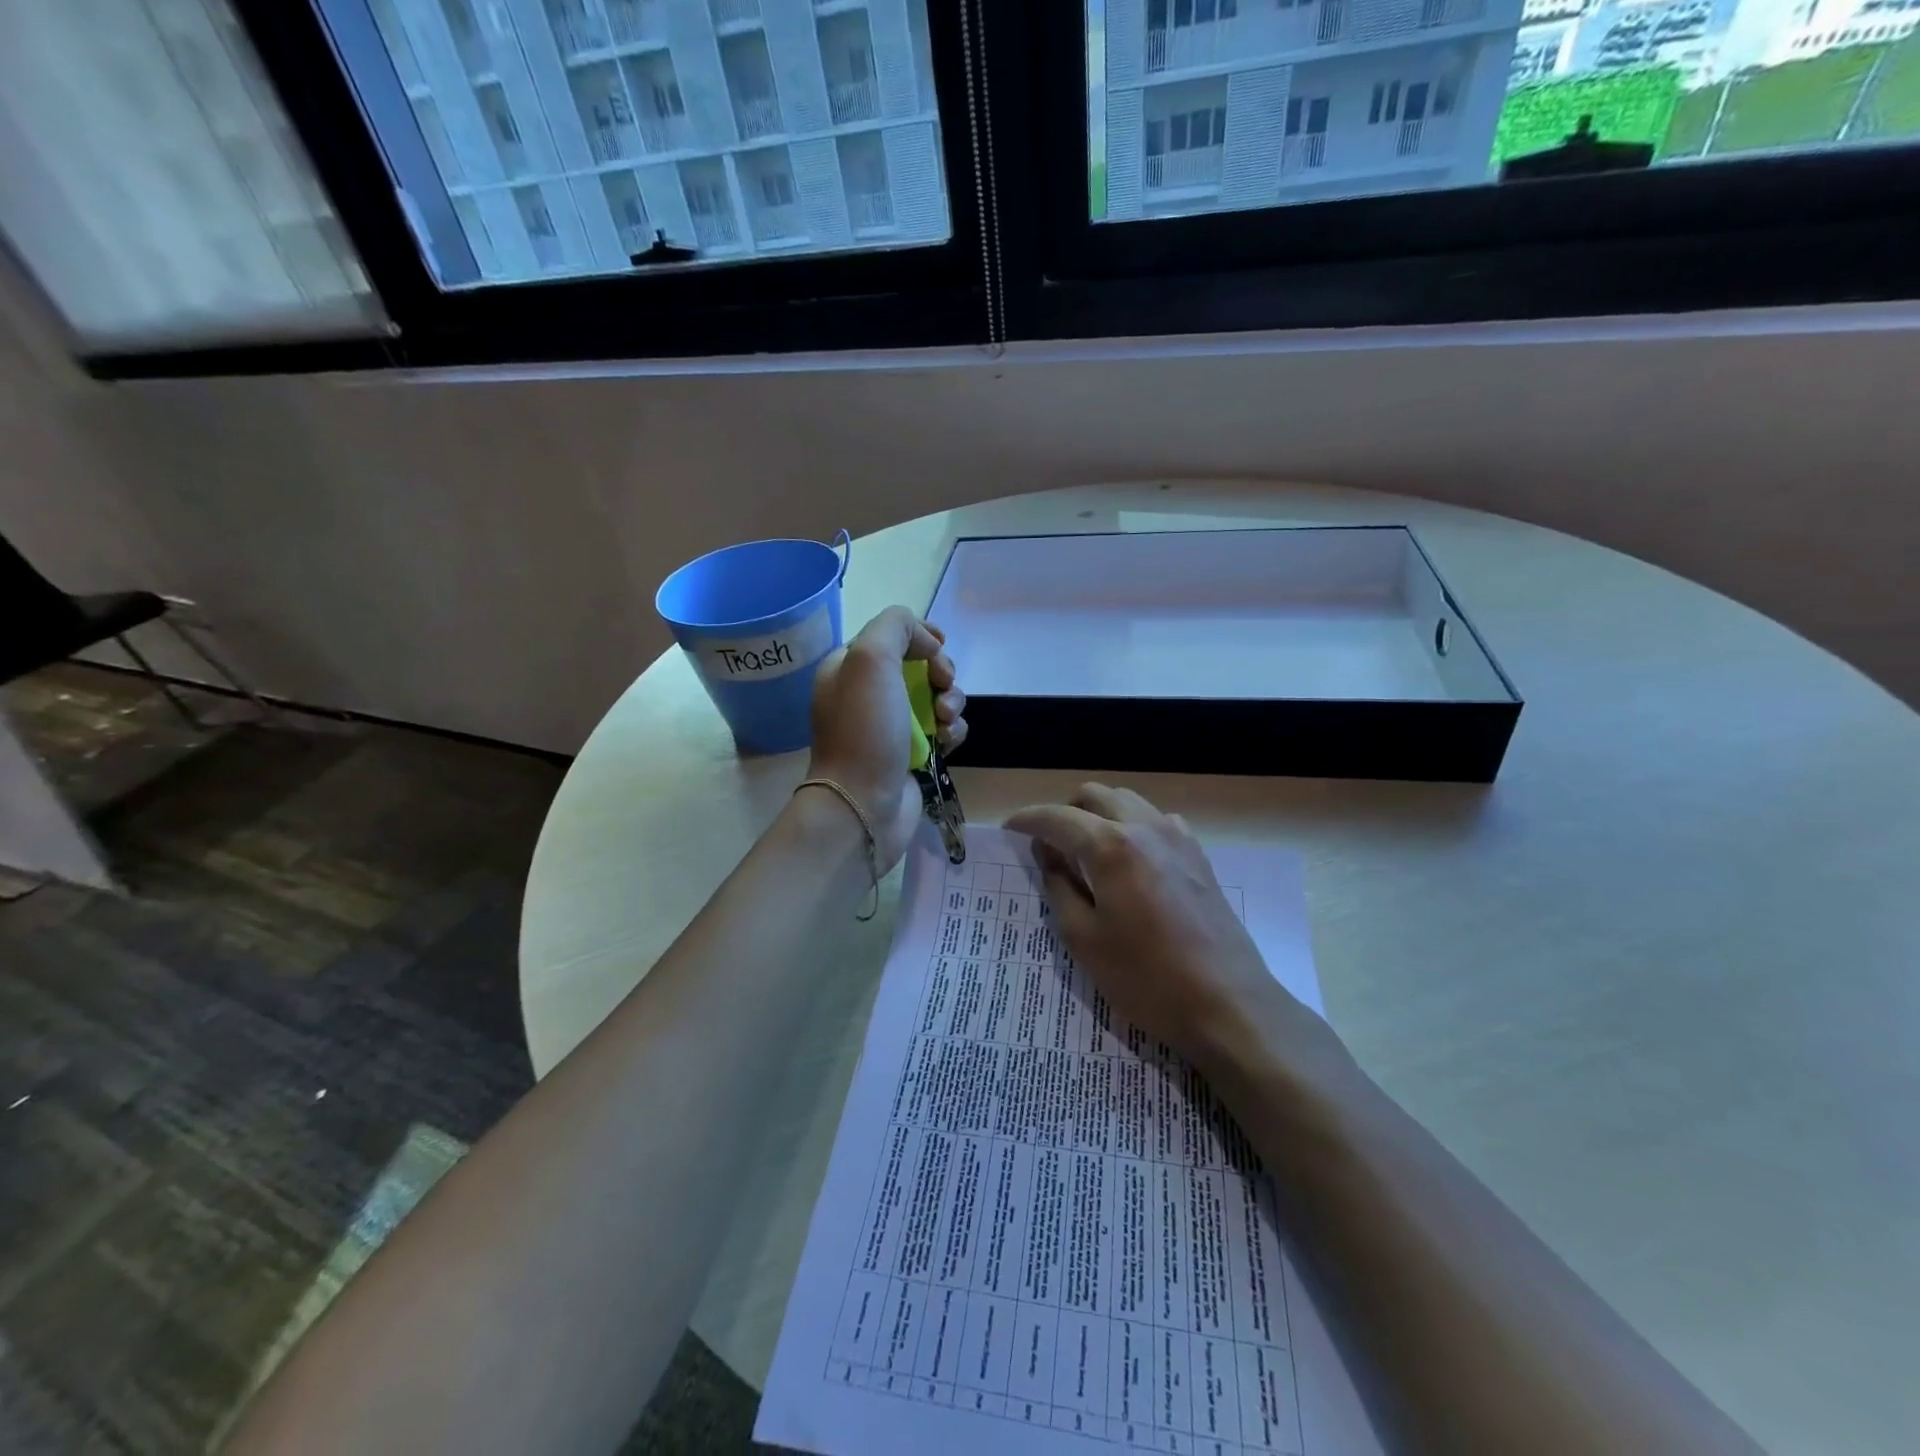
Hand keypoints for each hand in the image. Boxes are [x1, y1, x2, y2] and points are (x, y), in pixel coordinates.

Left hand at [807, 607, 966, 870]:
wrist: (864, 803)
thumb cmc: (864, 730)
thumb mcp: (870, 659)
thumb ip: (896, 627)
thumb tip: (927, 643)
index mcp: (849, 667)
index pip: (892, 634)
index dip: (921, 636)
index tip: (939, 648)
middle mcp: (868, 693)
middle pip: (920, 664)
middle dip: (941, 671)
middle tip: (942, 686)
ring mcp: (891, 725)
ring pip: (937, 696)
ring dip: (952, 701)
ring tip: (945, 720)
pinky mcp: (914, 753)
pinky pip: (944, 729)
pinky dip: (952, 731)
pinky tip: (947, 743)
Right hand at [1007, 784, 1304, 1077]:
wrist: (1228, 1004)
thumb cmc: (1147, 978)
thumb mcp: (1085, 939)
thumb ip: (1059, 887)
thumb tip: (1047, 854)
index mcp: (1111, 846)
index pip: (1057, 817)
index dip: (1028, 819)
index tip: (1009, 829)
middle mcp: (1145, 827)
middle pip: (1094, 795)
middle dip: (1064, 811)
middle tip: (1048, 844)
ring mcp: (1178, 838)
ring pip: (1127, 801)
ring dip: (1098, 814)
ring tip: (1086, 851)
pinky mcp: (1198, 855)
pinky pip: (1155, 821)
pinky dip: (1131, 826)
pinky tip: (1129, 862)